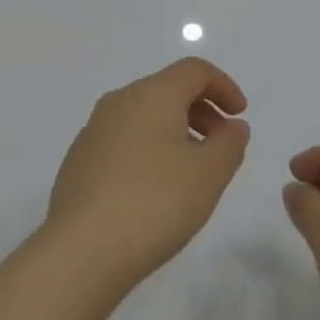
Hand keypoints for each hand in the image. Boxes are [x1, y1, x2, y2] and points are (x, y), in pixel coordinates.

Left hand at [47, 58, 250, 292]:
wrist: (81, 249)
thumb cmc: (154, 202)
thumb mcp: (208, 175)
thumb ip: (229, 145)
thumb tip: (233, 126)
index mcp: (152, 93)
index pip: (194, 70)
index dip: (223, 85)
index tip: (240, 114)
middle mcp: (121, 100)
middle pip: (168, 90)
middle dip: (201, 111)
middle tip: (222, 147)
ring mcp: (95, 128)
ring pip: (144, 115)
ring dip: (175, 132)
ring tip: (191, 173)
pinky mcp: (80, 158)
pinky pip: (124, 140)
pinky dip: (148, 150)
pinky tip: (154, 191)